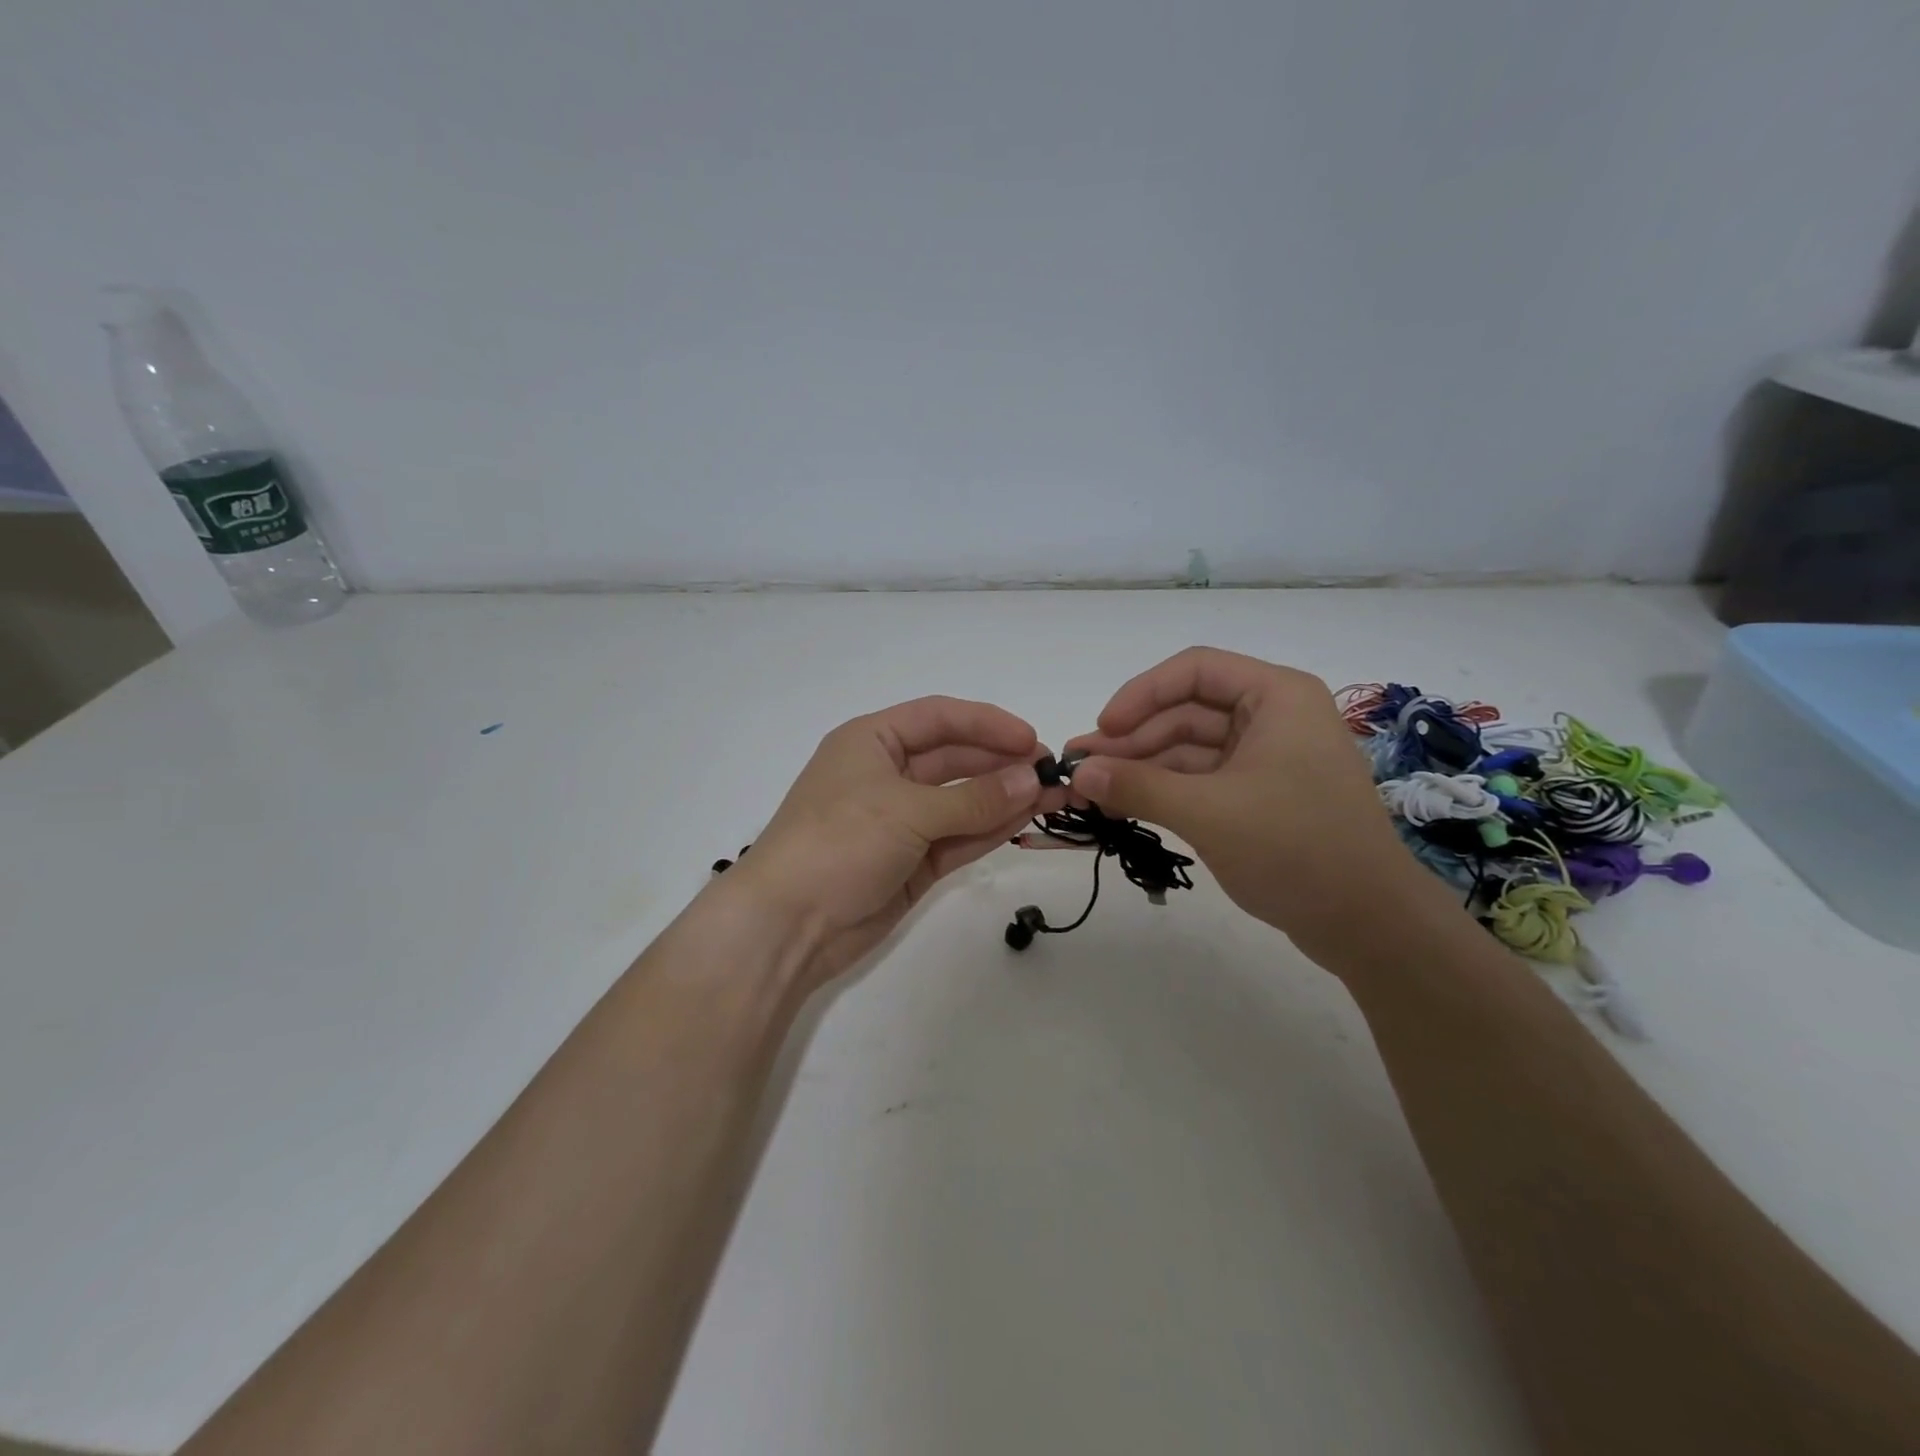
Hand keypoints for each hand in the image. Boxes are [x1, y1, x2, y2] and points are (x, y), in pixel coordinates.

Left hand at [724, 696, 1065, 987]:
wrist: (788, 925)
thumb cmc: (838, 842)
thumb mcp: (907, 810)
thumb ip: (973, 798)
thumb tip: (1032, 778)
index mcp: (872, 741)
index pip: (939, 718)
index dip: (986, 724)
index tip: (1031, 739)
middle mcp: (887, 775)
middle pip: (954, 759)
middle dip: (1001, 763)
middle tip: (1052, 773)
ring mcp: (900, 821)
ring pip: (961, 801)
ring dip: (1003, 798)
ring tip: (1053, 797)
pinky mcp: (911, 862)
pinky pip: (957, 838)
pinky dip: (989, 830)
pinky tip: (1025, 821)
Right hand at [1066, 648, 1426, 965]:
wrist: (1368, 925)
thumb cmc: (1296, 849)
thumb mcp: (1209, 813)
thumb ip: (1139, 787)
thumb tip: (1079, 773)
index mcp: (1276, 697)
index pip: (1194, 670)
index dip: (1141, 694)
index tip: (1103, 729)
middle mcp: (1272, 717)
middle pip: (1187, 710)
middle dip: (1133, 739)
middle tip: (1082, 768)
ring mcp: (1266, 759)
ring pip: (1189, 748)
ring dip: (1142, 767)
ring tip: (1092, 790)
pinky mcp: (1259, 796)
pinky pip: (1201, 779)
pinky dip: (1164, 790)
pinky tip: (1126, 804)